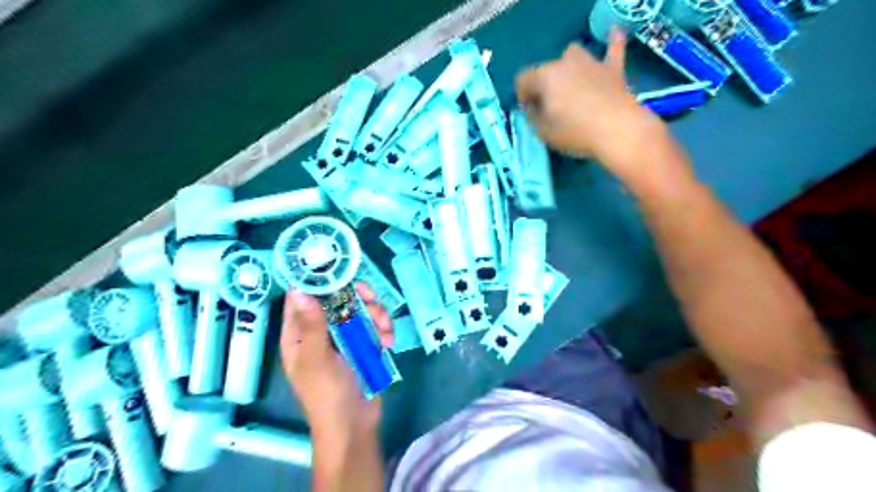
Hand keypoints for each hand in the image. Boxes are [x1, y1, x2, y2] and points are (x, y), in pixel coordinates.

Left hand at [281, 281, 392, 445]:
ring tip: (384, 330)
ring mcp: (343, 338)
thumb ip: (312, 325)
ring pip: (359, 311)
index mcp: (299, 335)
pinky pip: (373, 326)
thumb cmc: (327, 394)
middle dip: (357, 298)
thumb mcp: (316, 359)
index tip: (336, 269)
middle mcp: (320, 332)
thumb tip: (300, 291)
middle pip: (337, 300)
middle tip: (371, 298)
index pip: (302, 298)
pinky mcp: (363, 345)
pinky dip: (383, 329)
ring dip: (375, 315)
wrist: (354, 425)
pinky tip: (388, 342)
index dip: (317, 281)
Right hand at [514, 31, 664, 181]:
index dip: (522, 97)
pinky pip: (612, 49)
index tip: (529, 113)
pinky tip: (613, 34)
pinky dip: (612, 43)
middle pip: (546, 70)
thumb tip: (534, 108)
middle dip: (543, 86)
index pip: (523, 80)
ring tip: (571, 84)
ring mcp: (591, 63)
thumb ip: (533, 117)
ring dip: (568, 67)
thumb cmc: (575, 133)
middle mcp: (565, 63)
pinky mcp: (613, 69)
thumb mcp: (543, 132)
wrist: (618, 130)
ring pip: (573, 54)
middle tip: (550, 108)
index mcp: (544, 77)